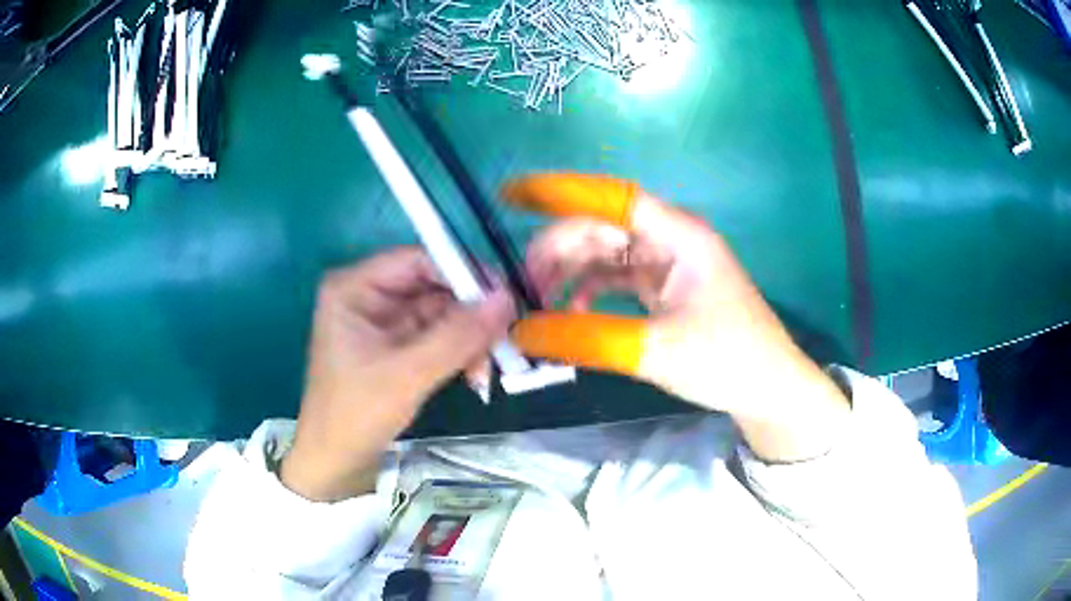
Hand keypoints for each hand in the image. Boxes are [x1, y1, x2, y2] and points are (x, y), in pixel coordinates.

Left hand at [281, 248, 514, 500]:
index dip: (461, 272)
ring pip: (441, 313)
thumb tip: (507, 299)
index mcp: (354, 287)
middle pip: (433, 286)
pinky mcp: (396, 346)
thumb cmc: (356, 414)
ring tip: (488, 368)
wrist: (336, 462)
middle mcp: (369, 296)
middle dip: (469, 314)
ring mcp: (384, 321)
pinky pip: (438, 336)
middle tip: (504, 337)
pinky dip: (459, 352)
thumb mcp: (407, 374)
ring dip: (468, 338)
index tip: (504, 295)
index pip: (417, 260)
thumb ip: (457, 336)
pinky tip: (475, 375)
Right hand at [503, 174, 848, 460]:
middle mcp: (673, 239)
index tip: (513, 194)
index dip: (561, 192)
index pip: (613, 198)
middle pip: (603, 227)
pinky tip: (576, 310)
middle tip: (523, 281)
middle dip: (560, 249)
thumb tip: (522, 333)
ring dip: (573, 271)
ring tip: (540, 299)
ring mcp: (670, 264)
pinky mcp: (668, 288)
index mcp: (680, 236)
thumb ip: (585, 338)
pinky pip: (620, 277)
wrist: (769, 389)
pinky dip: (593, 290)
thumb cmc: (725, 360)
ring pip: (608, 253)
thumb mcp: (653, 350)